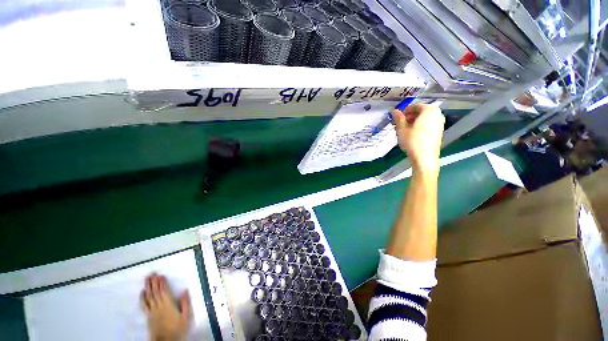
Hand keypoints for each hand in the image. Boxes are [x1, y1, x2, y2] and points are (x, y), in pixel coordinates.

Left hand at [141, 274, 190, 340]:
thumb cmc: (178, 328)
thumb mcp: (185, 316)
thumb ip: (185, 303)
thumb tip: (184, 290)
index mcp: (168, 304)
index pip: (164, 291)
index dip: (162, 283)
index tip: (160, 275)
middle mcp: (159, 306)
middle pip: (155, 292)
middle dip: (153, 282)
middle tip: (151, 273)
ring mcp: (152, 311)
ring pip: (149, 296)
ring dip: (147, 287)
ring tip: (146, 279)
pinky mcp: (148, 316)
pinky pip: (144, 305)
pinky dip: (142, 298)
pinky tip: (142, 292)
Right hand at [392, 104, 444, 173]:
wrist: (424, 158)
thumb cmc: (412, 141)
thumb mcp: (402, 129)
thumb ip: (398, 118)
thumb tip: (394, 111)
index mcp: (429, 111)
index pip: (415, 106)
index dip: (405, 111)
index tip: (397, 118)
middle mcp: (437, 114)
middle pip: (420, 112)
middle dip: (409, 117)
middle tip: (398, 124)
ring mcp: (439, 123)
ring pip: (424, 119)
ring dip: (413, 122)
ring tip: (403, 130)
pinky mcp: (439, 132)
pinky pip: (427, 125)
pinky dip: (419, 127)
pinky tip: (411, 134)